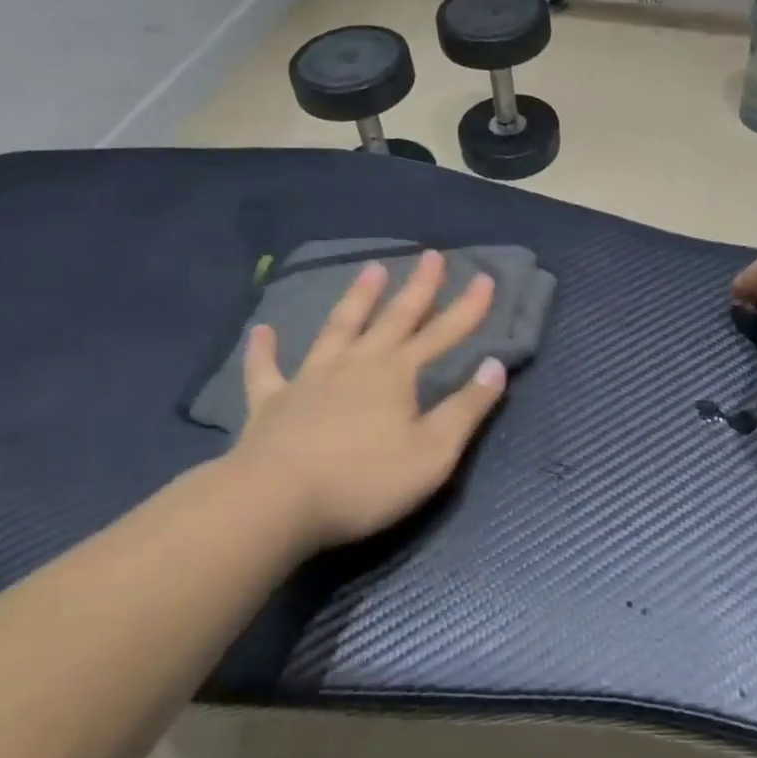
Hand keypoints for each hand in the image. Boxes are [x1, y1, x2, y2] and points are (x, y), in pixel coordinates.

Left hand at [228, 251, 506, 551]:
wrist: (276, 502)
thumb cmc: (363, 482)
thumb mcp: (433, 453)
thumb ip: (466, 409)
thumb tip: (495, 365)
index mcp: (396, 374)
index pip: (443, 334)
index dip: (468, 308)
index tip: (485, 278)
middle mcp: (356, 363)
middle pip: (394, 317)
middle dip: (418, 287)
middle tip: (432, 255)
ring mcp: (310, 378)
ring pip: (339, 327)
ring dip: (357, 297)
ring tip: (372, 268)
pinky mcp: (271, 402)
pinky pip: (266, 370)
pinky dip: (264, 349)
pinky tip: (262, 331)